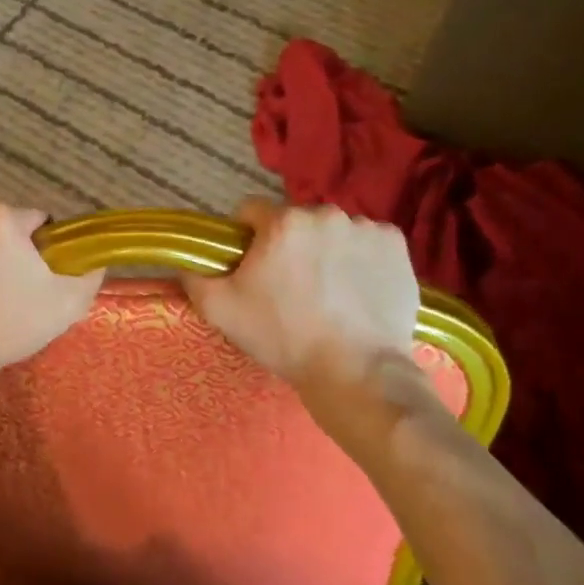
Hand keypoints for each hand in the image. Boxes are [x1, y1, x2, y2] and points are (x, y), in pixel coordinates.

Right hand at [184, 199, 437, 430]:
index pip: (251, 212)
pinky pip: (369, 243)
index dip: (246, 239)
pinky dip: (361, 259)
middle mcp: (325, 213)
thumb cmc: (283, 337)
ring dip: (326, 250)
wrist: (356, 372)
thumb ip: (194, 276)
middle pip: (295, 222)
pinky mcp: (397, 247)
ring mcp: (365, 228)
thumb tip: (187, 260)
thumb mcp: (220, 310)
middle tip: (290, 287)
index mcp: (282, 221)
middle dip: (289, 245)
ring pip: (332, 231)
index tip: (252, 268)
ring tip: (329, 293)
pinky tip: (358, 291)